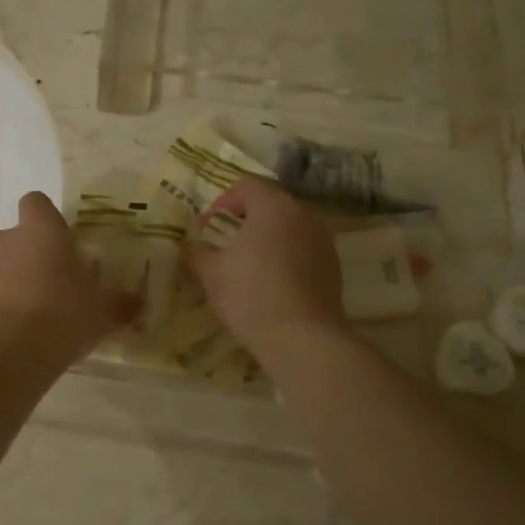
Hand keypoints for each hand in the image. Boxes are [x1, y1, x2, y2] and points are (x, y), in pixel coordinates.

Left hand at [0, 192, 139, 363]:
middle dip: (29, 257)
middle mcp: (4, 241)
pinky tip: (10, 338)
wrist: (10, 353)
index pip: (36, 202)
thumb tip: (136, 301)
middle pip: (14, 238)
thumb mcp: (104, 311)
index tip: (61, 242)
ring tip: (31, 318)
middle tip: (52, 287)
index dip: (46, 218)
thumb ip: (120, 301)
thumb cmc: (64, 316)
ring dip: (9, 285)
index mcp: (40, 231)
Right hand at [185, 180, 345, 357]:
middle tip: (224, 242)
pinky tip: (271, 284)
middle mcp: (304, 215)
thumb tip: (190, 246)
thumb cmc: (250, 294)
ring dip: (268, 239)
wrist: (302, 339)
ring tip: (248, 264)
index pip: (246, 186)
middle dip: (245, 219)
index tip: (207, 227)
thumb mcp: (210, 272)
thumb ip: (196, 252)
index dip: (222, 201)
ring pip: (290, 229)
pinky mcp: (334, 269)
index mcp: (274, 206)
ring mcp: (324, 242)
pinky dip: (286, 258)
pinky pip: (304, 252)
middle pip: (271, 204)